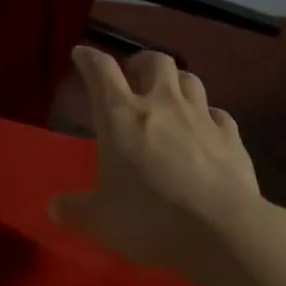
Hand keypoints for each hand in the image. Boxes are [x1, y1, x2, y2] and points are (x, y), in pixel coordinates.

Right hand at [52, 46, 271, 281]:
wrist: (223, 231)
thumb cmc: (150, 217)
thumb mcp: (101, 219)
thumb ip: (75, 209)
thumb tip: (53, 208)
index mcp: (120, 115)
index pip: (101, 70)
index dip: (89, 58)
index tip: (82, 55)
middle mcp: (161, 104)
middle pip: (154, 61)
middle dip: (141, 63)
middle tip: (134, 77)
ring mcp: (200, 117)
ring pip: (190, 79)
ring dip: (176, 82)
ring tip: (170, 97)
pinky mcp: (231, 137)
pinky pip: (218, 114)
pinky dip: (208, 116)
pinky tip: (205, 129)